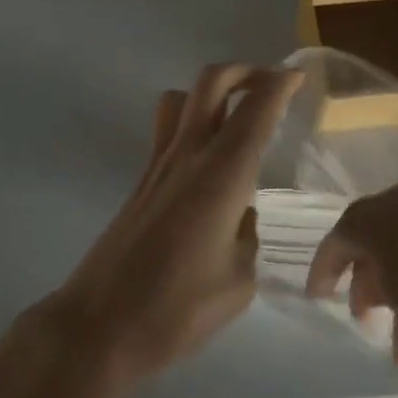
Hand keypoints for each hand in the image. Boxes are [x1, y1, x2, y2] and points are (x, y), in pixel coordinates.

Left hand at [49, 64, 302, 397]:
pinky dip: (192, 121)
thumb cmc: (176, 310)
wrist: (100, 326)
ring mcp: (159, 164)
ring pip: (183, 98)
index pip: (256, 110)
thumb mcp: (238, 283)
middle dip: (244, 71)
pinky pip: (168, 129)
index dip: (279, 84)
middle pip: (212, 82)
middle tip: (270, 84)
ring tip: (236, 114)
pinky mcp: (141, 181)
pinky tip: (209, 161)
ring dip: (213, 92)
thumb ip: (247, 239)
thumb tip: (240, 217)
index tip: (297, 76)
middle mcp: (189, 154)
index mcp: (222, 174)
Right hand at [305, 177, 397, 384]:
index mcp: (364, 222)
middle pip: (378, 263)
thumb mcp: (396, 289)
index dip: (323, 275)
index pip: (333, 249)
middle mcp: (391, 214)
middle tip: (375, 337)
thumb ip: (378, 293)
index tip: (317, 298)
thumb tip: (372, 287)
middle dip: (379, 307)